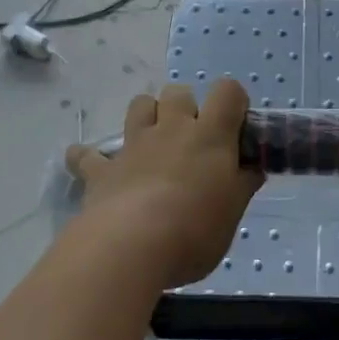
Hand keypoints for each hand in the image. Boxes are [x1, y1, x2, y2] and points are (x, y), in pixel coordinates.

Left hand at [66, 79, 264, 288]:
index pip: (228, 92)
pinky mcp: (102, 169)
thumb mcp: (232, 214)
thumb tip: (251, 168)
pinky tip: (88, 166)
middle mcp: (172, 128)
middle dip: (186, 107)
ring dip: (147, 116)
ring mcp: (134, 145)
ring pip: (139, 105)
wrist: (131, 247)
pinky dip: (88, 158)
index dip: (233, 102)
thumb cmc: (194, 230)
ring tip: (152, 143)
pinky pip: (87, 155)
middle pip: (178, 92)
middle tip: (192, 142)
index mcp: (210, 135)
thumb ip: (242, 185)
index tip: (236, 128)